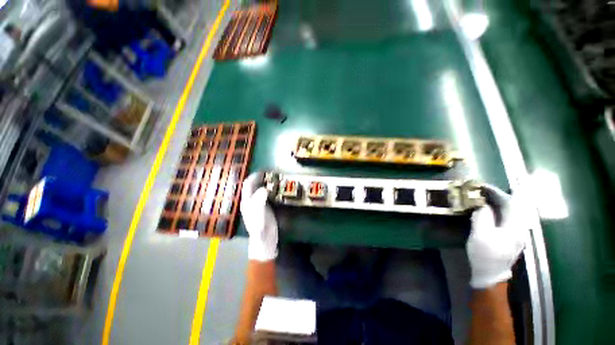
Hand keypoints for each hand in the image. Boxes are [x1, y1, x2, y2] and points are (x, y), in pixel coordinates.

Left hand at [240, 172, 277, 261]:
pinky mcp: (265, 207)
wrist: (265, 240)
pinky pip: (266, 195)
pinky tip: (277, 189)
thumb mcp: (259, 214)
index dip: (253, 176)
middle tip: (271, 173)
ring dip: (265, 183)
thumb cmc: (261, 228)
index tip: (263, 171)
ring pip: (259, 189)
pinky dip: (271, 189)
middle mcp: (251, 201)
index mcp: (247, 202)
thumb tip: (264, 188)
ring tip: (274, 178)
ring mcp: (258, 204)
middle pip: (253, 186)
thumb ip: (260, 201)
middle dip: (260, 178)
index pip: (247, 185)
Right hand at [467, 185, 526, 288]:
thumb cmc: (484, 255)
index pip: (510, 204)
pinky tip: (499, 209)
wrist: (490, 275)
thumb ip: (482, 217)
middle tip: (498, 186)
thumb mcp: (480, 235)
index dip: (496, 192)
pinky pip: (512, 218)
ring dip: (508, 202)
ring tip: (499, 194)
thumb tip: (482, 205)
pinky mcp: (513, 238)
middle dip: (509, 195)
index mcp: (514, 228)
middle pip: (518, 207)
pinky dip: (506, 210)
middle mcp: (521, 229)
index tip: (483, 186)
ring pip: (517, 212)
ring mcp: (518, 234)